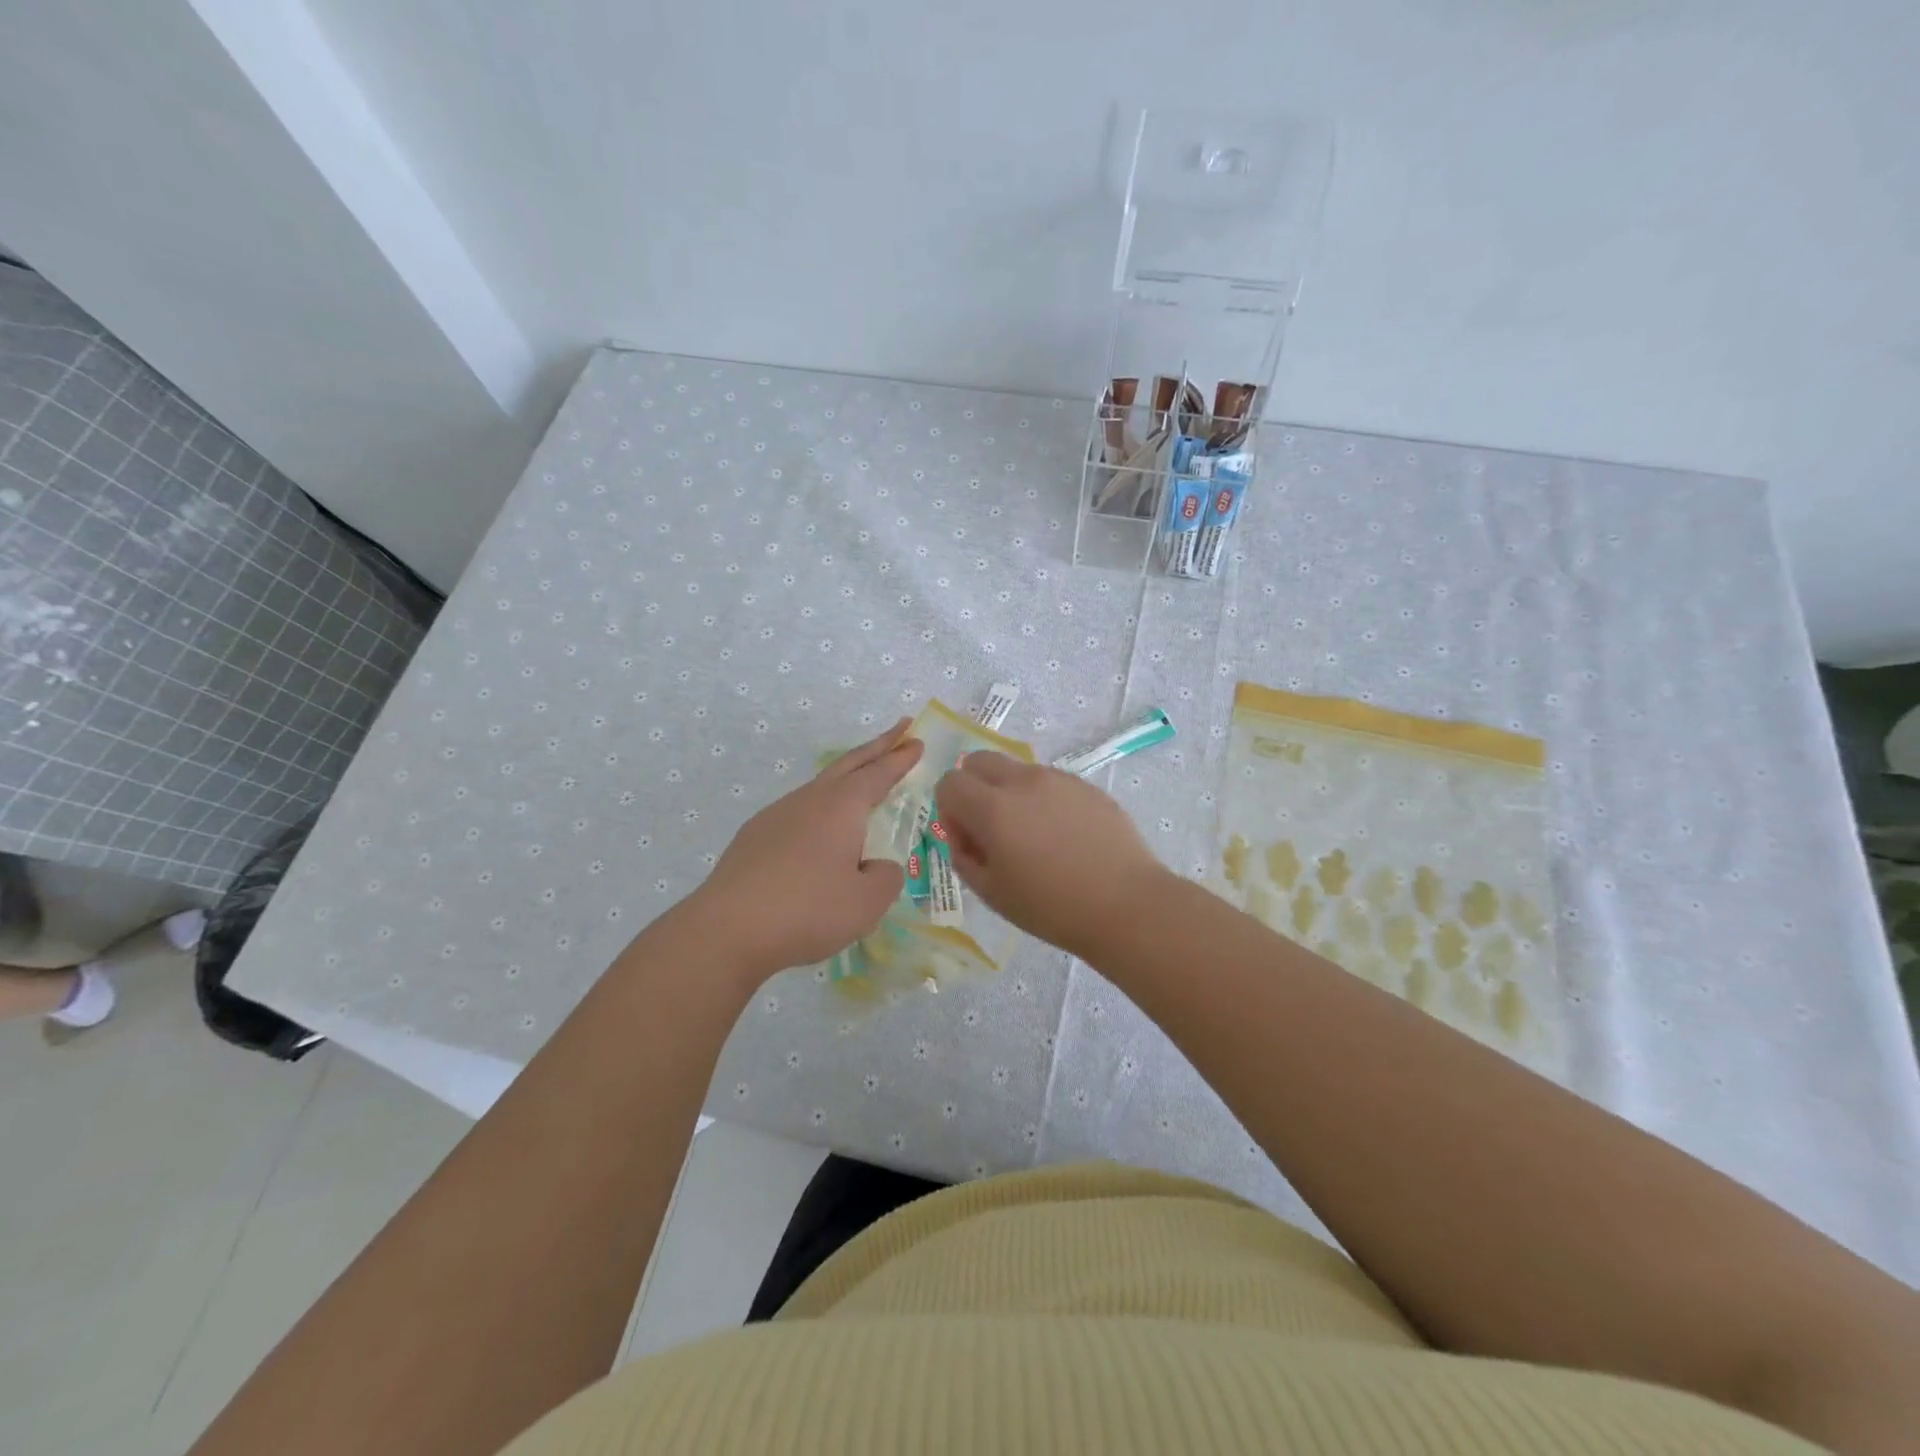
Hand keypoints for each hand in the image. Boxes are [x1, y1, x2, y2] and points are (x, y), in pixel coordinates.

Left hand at [686, 719, 923, 983]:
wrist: (727, 930)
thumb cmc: (808, 911)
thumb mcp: (867, 902)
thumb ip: (885, 877)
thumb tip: (878, 866)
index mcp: (841, 807)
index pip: (878, 773)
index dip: (900, 758)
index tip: (916, 740)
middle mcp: (809, 801)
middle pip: (848, 764)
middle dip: (877, 746)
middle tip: (899, 730)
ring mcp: (776, 816)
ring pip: (819, 787)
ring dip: (845, 777)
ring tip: (861, 783)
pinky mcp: (754, 838)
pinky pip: (798, 812)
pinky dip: (819, 809)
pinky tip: (818, 832)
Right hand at [934, 752, 1169, 959]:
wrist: (1125, 905)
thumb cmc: (1051, 908)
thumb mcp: (992, 893)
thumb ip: (964, 857)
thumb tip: (963, 835)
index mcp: (993, 808)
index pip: (950, 783)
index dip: (949, 810)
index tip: (967, 840)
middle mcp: (1023, 782)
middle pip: (979, 760)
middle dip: (973, 787)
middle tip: (990, 827)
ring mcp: (1058, 779)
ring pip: (1017, 769)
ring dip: (1009, 792)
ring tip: (1033, 836)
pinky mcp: (1086, 786)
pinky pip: (1050, 782)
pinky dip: (1042, 799)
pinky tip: (1064, 837)